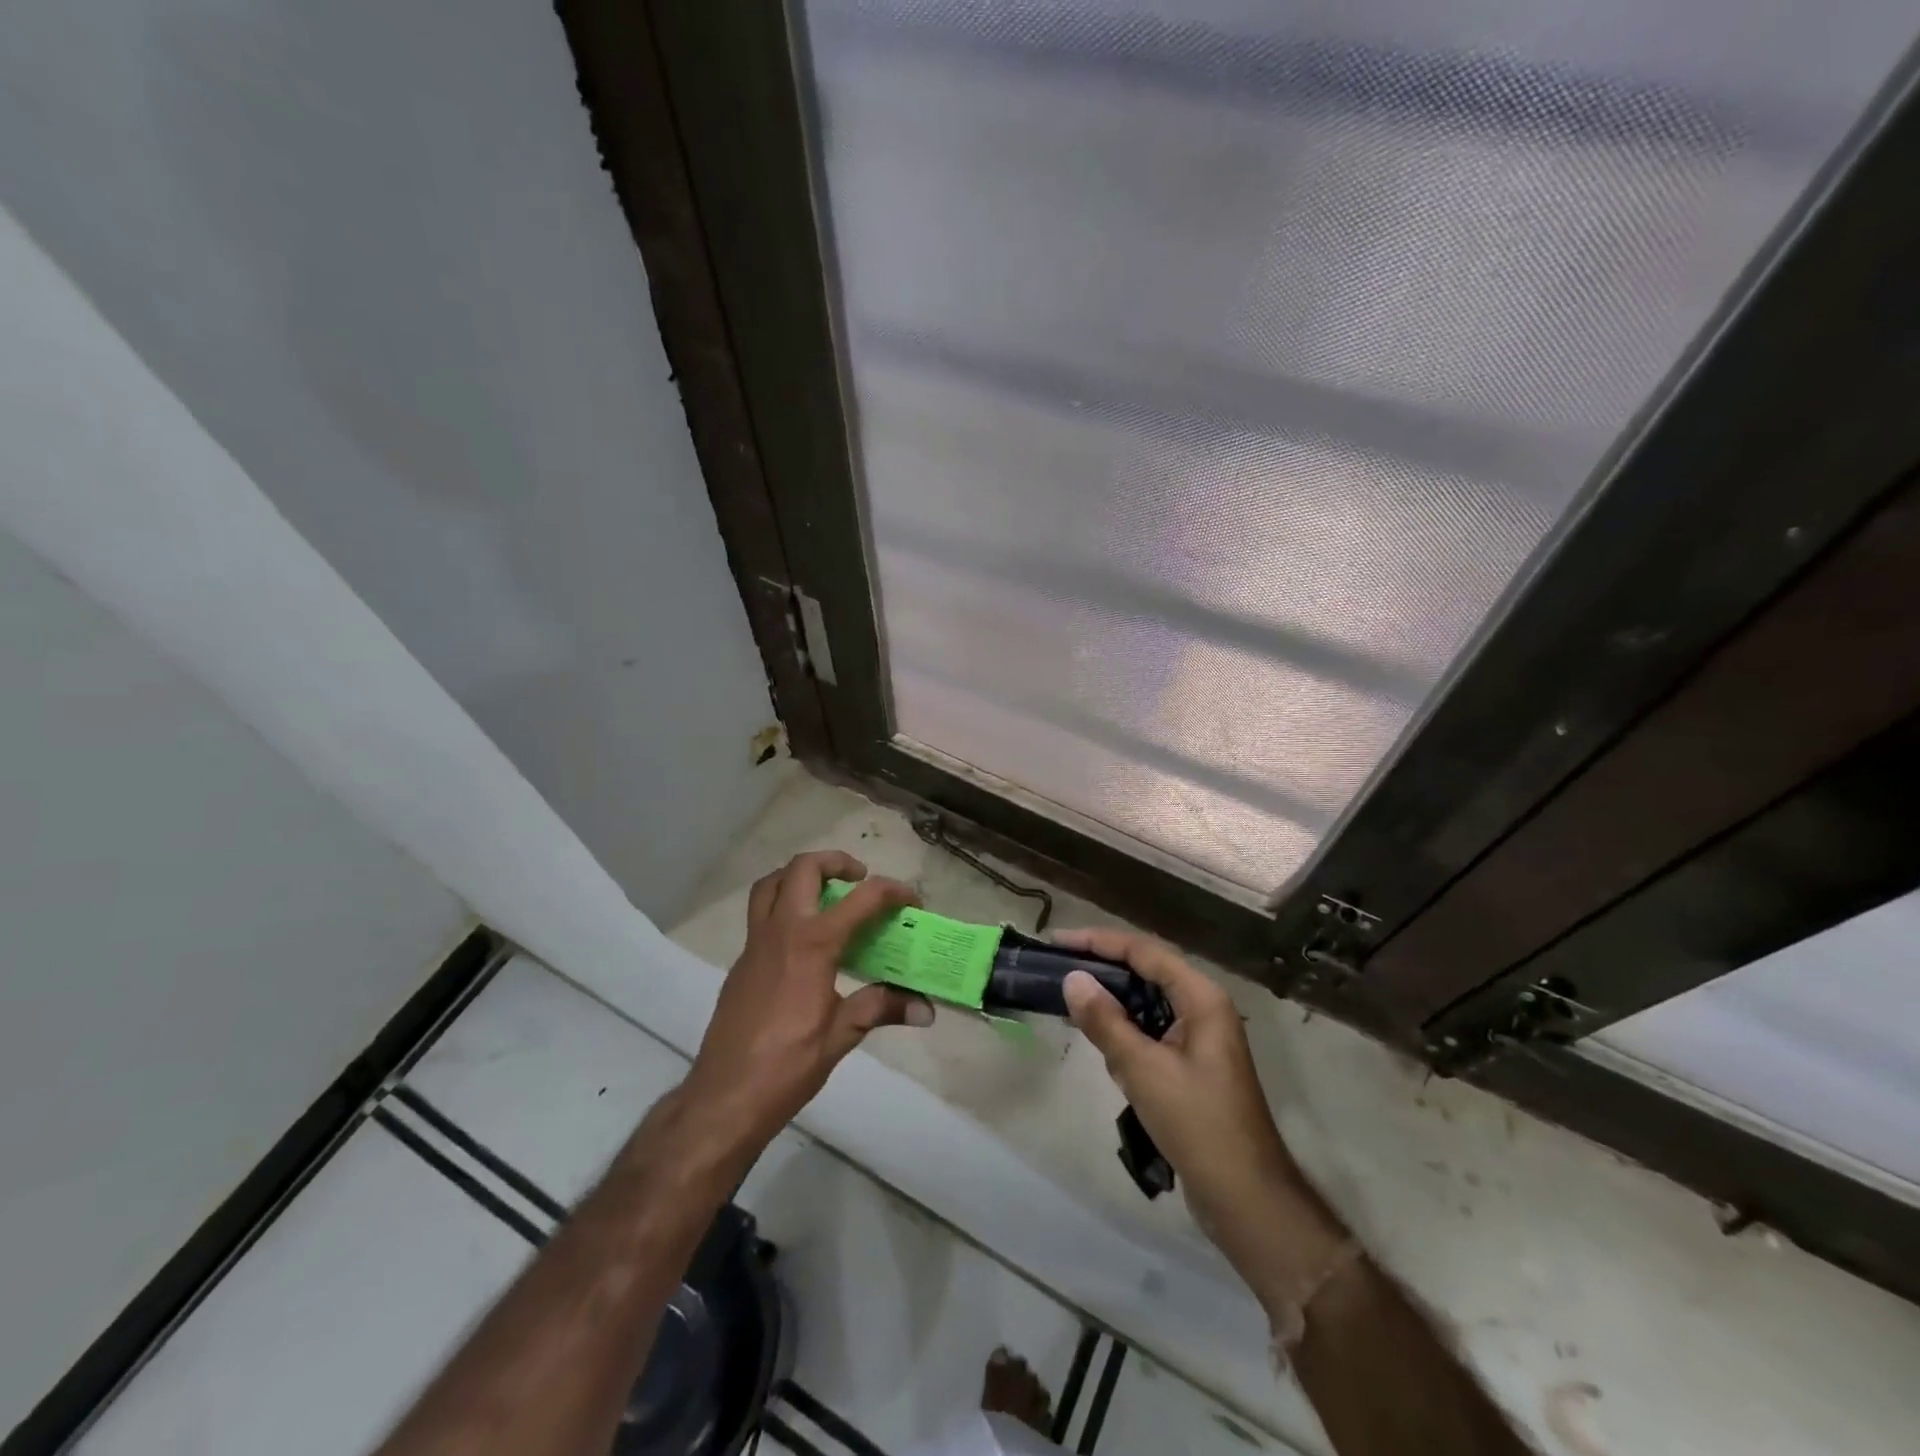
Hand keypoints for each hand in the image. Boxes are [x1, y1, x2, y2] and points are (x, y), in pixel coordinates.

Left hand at [684, 851, 929, 1152]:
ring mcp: (754, 944)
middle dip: (836, 862)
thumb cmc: (788, 1065)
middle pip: (803, 869)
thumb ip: (881, 1007)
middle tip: (859, 878)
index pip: (861, 899)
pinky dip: (783, 906)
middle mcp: (781, 931)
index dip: (892, 892)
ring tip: (825, 894)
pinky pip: (760, 914)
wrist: (725, 1097)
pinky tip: (803, 942)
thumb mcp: (842, 1034)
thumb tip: (926, 1009)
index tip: (911, 901)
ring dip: (799, 876)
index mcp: (812, 944)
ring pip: (771, 884)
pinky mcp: (741, 963)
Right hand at [1058, 928, 1344, 1278]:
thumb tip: (1072, 979)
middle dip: (1104, 969)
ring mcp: (1200, 1037)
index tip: (1058, 941)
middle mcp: (1204, 1008)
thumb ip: (1106, 1021)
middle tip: (1058, 967)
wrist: (1246, 1198)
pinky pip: (1152, 1032)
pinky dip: (1126, 1032)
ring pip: (1148, 1003)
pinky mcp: (1192, 1064)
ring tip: (1071, 1000)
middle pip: (1147, 972)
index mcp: (1202, 998)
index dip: (1099, 942)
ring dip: (1113, 1003)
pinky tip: (1102, 1044)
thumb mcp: (1144, 1069)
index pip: (1144, 952)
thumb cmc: (1197, 1124)